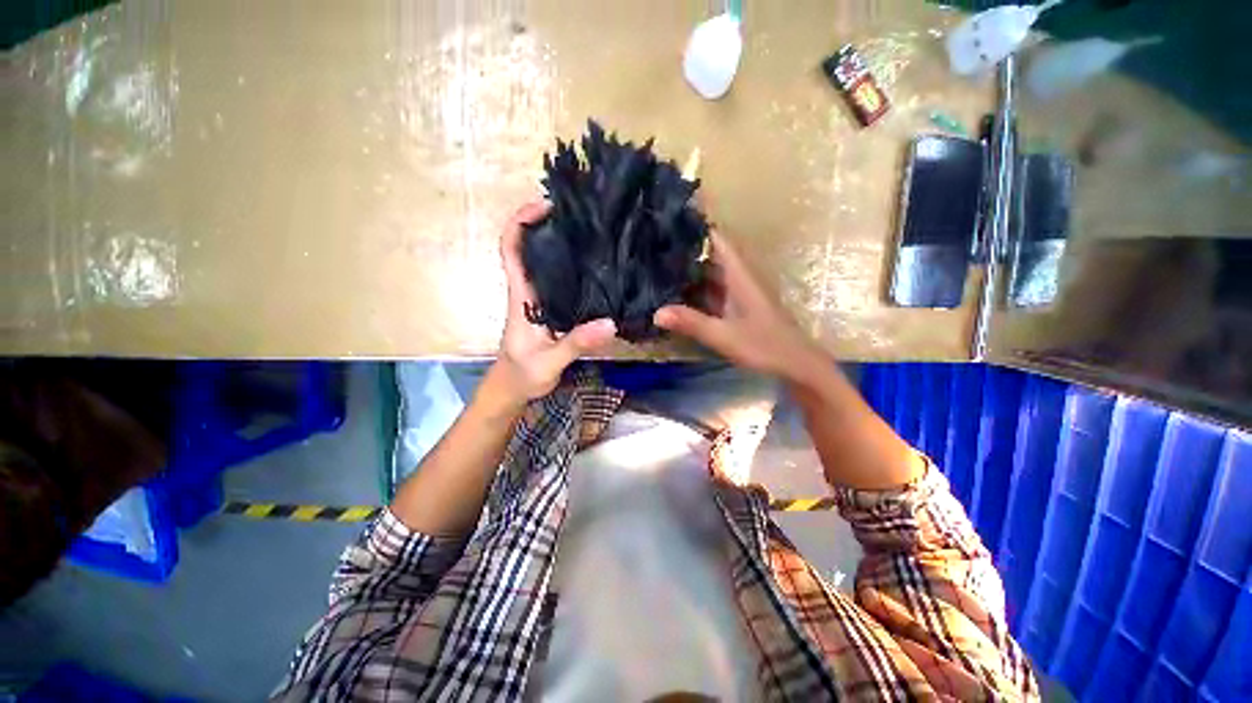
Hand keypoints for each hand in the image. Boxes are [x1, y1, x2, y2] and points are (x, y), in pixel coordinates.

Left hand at [492, 202, 616, 405]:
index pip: (511, 249)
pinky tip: (598, 270)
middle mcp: (530, 291)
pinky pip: (561, 282)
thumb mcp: (549, 362)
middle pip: (531, 247)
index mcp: (522, 296)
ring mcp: (541, 300)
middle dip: (549, 225)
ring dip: (563, 244)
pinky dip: (575, 269)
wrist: (513, 389)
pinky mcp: (552, 310)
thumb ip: (576, 344)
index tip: (546, 207)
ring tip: (595, 234)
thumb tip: (610, 323)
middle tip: (583, 216)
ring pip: (547, 263)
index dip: (521, 222)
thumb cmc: (523, 375)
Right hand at [654, 231, 821, 379]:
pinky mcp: (737, 307)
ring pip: (710, 273)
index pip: (718, 239)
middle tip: (653, 244)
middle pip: (710, 254)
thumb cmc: (765, 346)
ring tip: (658, 265)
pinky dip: (695, 289)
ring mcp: (738, 293)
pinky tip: (676, 294)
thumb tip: (655, 313)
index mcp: (739, 275)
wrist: (796, 365)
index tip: (669, 220)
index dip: (697, 226)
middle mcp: (738, 278)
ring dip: (689, 269)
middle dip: (685, 248)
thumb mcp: (725, 335)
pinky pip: (712, 291)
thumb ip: (692, 323)